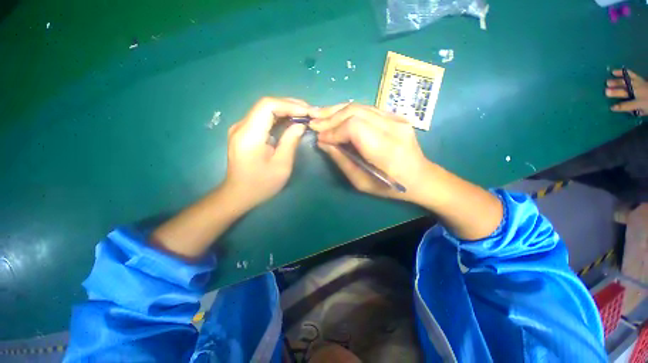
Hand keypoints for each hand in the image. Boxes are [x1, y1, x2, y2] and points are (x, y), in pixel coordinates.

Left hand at [224, 97, 316, 209]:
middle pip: (266, 105)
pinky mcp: (244, 133)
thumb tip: (300, 125)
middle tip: (310, 112)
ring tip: (304, 115)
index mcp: (249, 134)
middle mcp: (241, 126)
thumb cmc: (261, 184)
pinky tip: (291, 121)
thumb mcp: (281, 165)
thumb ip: (290, 141)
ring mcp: (241, 128)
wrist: (239, 194)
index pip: (267, 105)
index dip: (290, 104)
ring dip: (286, 110)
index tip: (307, 112)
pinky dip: (279, 117)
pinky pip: (263, 118)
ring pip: (265, 110)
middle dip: (290, 105)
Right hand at [310, 103, 432, 200]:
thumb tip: (323, 143)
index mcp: (386, 150)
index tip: (319, 137)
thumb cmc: (389, 187)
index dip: (333, 130)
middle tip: (313, 122)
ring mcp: (397, 119)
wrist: (420, 177)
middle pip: (355, 112)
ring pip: (360, 107)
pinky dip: (348, 111)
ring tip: (319, 115)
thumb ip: (342, 160)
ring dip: (336, 110)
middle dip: (330, 117)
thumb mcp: (361, 182)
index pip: (354, 128)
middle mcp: (394, 128)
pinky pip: (366, 109)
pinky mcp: (396, 116)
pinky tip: (335, 115)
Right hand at [607, 69, 647, 115]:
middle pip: (624, 92)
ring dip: (616, 82)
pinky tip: (614, 71)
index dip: (618, 107)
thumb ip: (635, 109)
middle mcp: (636, 92)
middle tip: (606, 92)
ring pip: (625, 83)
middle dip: (615, 92)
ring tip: (607, 82)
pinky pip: (630, 74)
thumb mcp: (644, 110)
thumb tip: (624, 109)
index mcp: (638, 102)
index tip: (611, 107)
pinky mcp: (638, 78)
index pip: (626, 105)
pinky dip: (622, 72)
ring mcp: (637, 84)